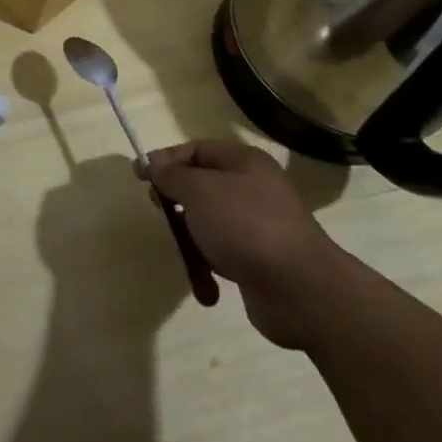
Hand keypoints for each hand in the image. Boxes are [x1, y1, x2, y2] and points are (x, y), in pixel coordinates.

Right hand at [141, 139, 347, 348]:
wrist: (301, 291)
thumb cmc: (245, 226)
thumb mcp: (198, 190)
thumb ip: (171, 174)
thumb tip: (152, 163)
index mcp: (243, 162)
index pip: (195, 150)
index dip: (165, 161)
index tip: (140, 178)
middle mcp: (252, 188)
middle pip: (199, 187)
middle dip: (177, 204)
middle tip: (164, 215)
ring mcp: (257, 226)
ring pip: (207, 223)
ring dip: (192, 242)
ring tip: (191, 258)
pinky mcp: (259, 260)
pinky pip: (221, 254)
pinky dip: (209, 268)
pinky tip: (207, 286)